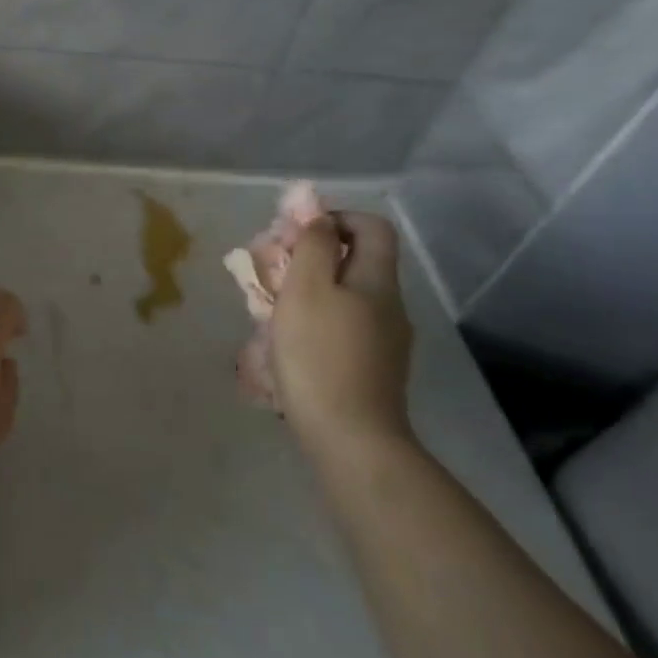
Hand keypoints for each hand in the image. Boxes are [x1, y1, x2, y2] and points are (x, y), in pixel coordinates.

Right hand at [272, 213, 414, 453]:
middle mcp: (388, 306)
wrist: (350, 438)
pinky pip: (343, 326)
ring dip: (308, 290)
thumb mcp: (307, 289)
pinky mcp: (371, 369)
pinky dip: (314, 320)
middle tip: (272, 270)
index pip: (371, 227)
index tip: (296, 235)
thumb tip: (320, 219)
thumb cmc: (320, 355)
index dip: (335, 218)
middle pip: (355, 261)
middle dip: (311, 257)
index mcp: (377, 281)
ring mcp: (384, 341)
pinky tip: (287, 341)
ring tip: (269, 307)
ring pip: (345, 296)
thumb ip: (314, 246)